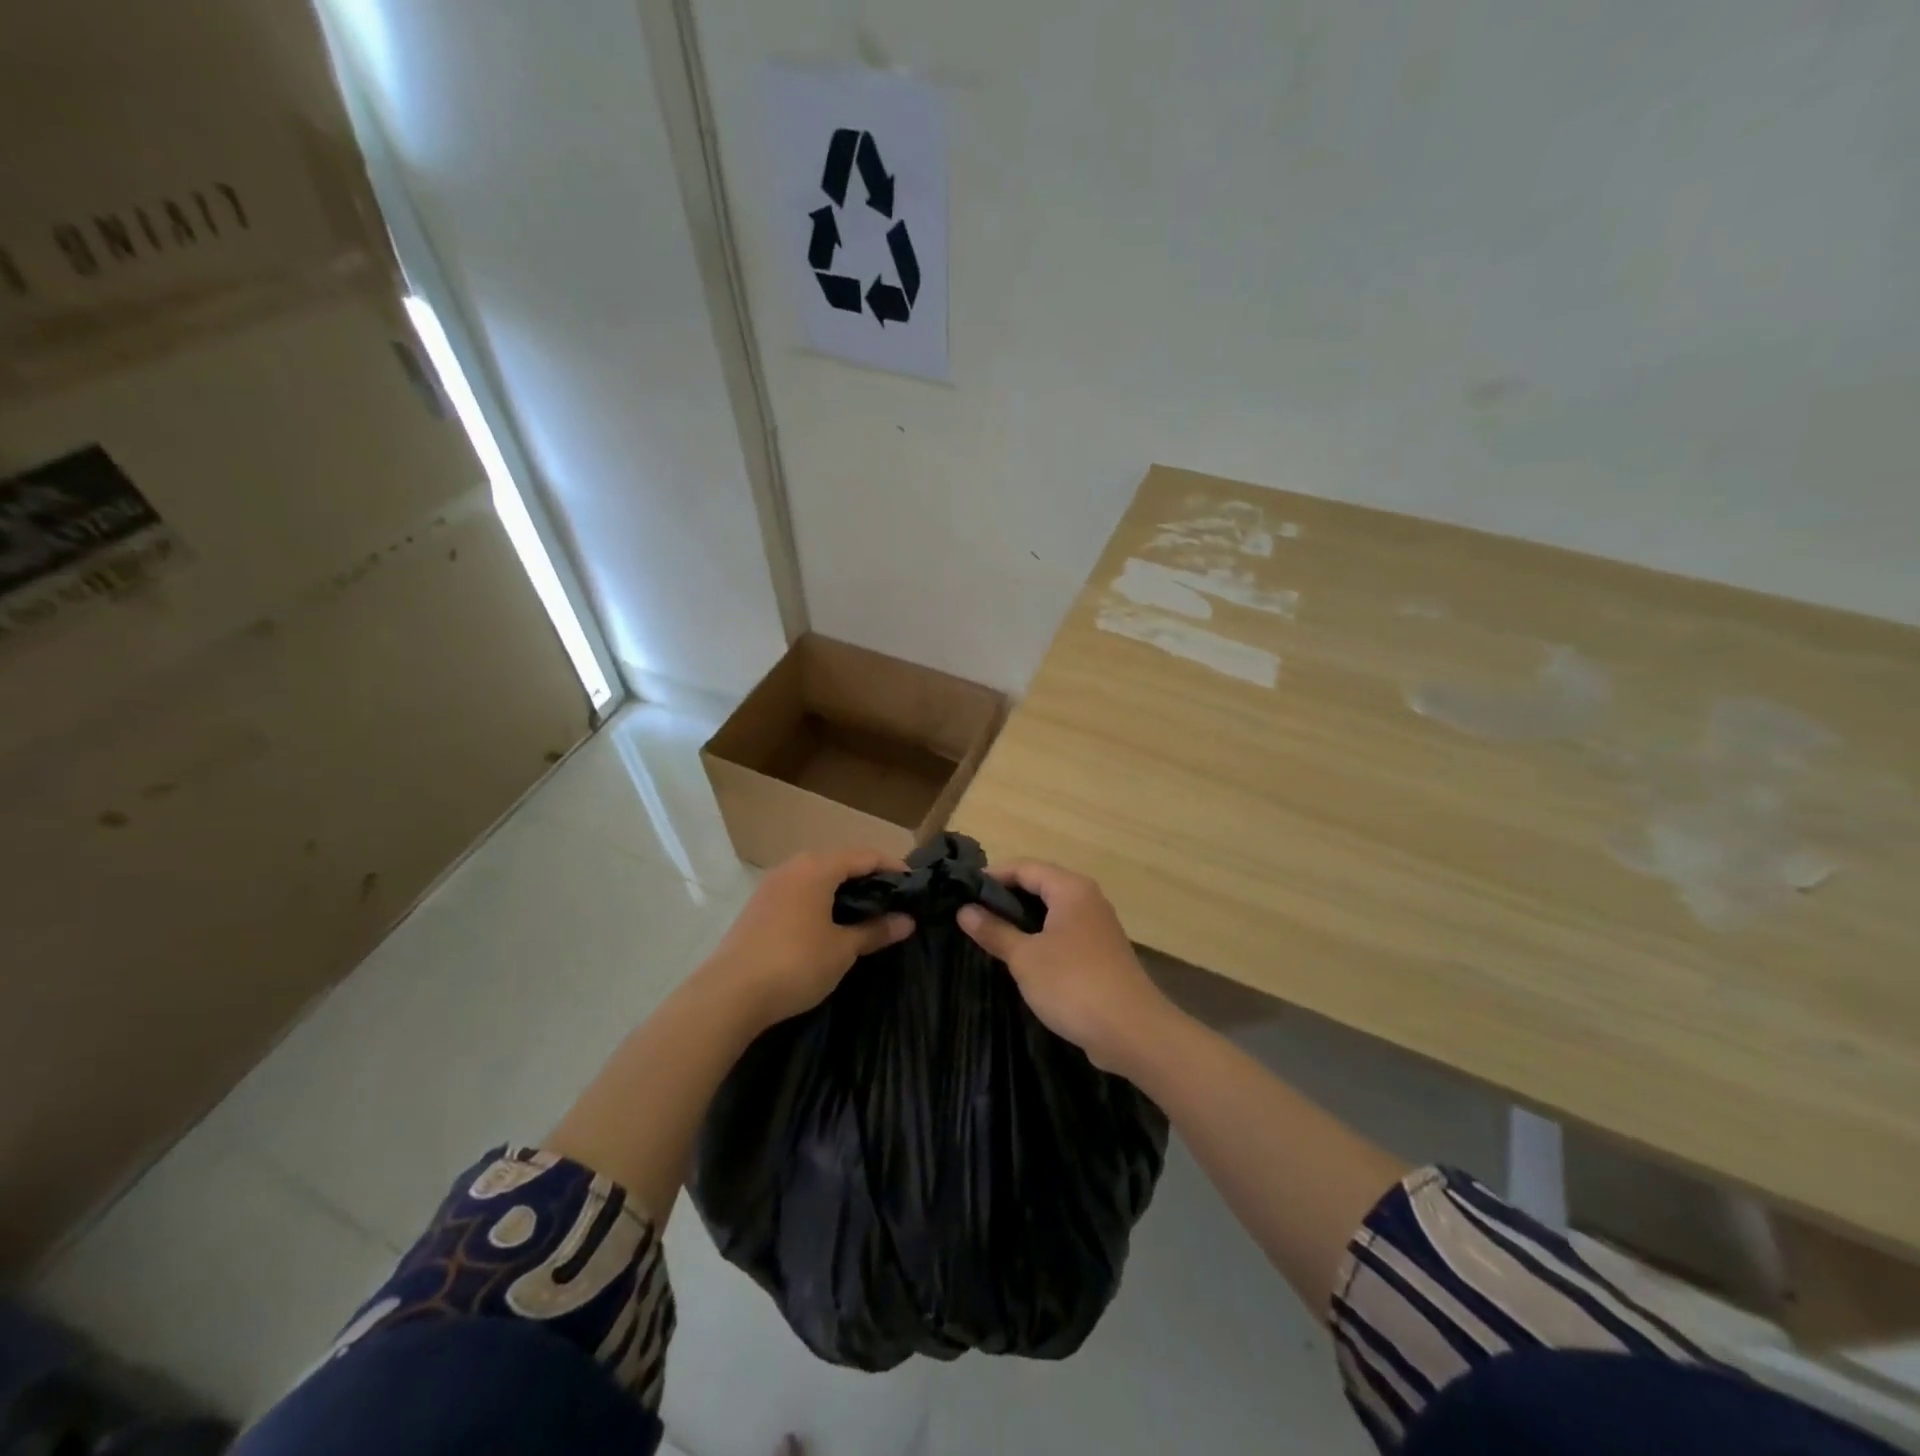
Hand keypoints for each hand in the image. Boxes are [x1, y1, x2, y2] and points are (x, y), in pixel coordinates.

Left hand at [703, 848, 913, 1029]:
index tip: (914, 886)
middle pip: (840, 862)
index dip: (893, 868)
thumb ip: (875, 931)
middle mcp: (793, 867)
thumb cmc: (795, 963)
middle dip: (868, 879)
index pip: (865, 856)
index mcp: (817, 868)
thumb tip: (907, 921)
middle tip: (893, 901)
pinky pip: (799, 892)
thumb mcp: (843, 949)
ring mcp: (771, 886)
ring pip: (817, 877)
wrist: (728, 995)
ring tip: (866, 914)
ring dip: (843, 890)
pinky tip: (829, 925)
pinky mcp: (758, 907)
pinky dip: (821, 901)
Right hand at [957, 861, 1172, 1073]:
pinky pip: (1063, 932)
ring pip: (1052, 911)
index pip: (1024, 867)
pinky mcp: (1101, 952)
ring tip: (990, 935)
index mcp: (1070, 889)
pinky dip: (1040, 937)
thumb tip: (964, 910)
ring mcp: (1097, 926)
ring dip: (1022, 920)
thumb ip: (994, 931)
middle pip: (1039, 885)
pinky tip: (1021, 957)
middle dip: (1005, 898)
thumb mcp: (1025, 958)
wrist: (1132, 1032)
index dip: (992, 876)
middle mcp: (1087, 899)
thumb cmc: (1073, 984)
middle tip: (971, 915)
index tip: (962, 893)